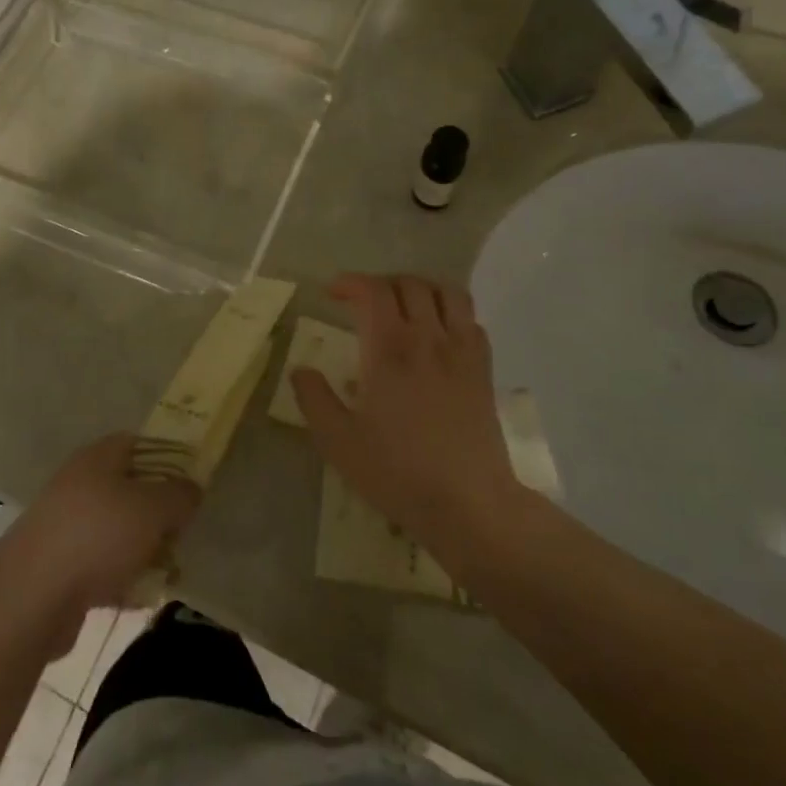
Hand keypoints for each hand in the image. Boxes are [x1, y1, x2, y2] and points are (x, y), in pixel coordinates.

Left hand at [0, 435, 200, 626]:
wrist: (32, 596)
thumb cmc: (99, 535)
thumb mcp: (153, 508)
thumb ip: (179, 495)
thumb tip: (190, 489)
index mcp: (98, 458)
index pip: (138, 443)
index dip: (167, 457)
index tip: (191, 481)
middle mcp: (79, 484)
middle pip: (129, 489)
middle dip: (158, 511)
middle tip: (182, 530)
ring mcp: (65, 525)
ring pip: (116, 529)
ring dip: (142, 548)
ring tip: (168, 569)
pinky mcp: (58, 566)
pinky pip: (101, 565)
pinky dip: (121, 577)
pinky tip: (140, 596)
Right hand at [291, 274, 521, 560]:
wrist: (469, 503)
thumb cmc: (398, 472)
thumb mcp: (339, 441)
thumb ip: (314, 400)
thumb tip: (301, 370)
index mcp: (389, 349)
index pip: (373, 291)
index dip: (351, 282)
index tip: (333, 294)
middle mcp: (428, 338)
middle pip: (409, 284)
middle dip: (381, 284)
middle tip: (363, 303)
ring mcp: (462, 351)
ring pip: (447, 292)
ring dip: (421, 289)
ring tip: (404, 307)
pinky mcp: (484, 369)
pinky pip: (471, 320)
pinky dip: (451, 313)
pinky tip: (438, 335)